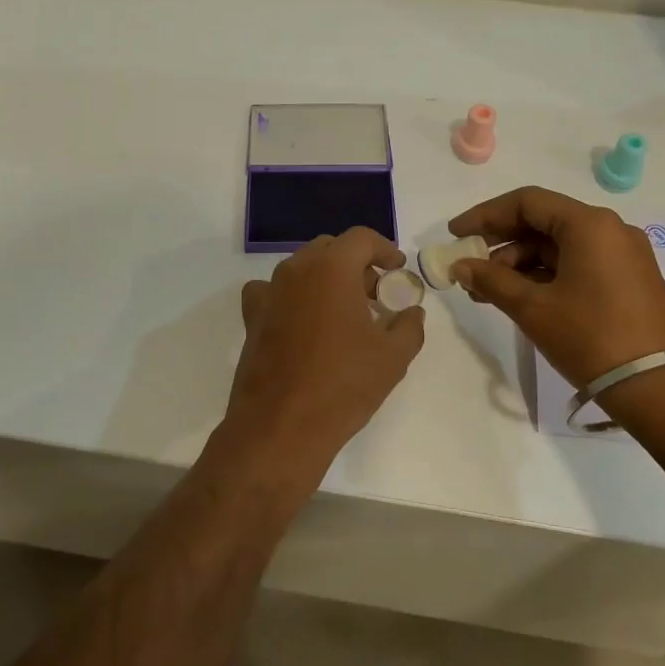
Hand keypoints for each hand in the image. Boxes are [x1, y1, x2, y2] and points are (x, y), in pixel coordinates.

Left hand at [226, 228, 425, 459]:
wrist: (281, 426)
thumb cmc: (343, 385)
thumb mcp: (393, 357)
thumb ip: (409, 326)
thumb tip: (412, 312)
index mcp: (332, 268)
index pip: (361, 238)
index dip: (384, 249)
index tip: (397, 269)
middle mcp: (296, 271)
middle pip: (329, 249)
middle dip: (356, 264)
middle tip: (375, 293)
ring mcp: (269, 293)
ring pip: (302, 269)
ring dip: (326, 279)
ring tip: (344, 311)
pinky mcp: (252, 318)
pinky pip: (274, 292)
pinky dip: (293, 297)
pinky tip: (303, 322)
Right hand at [448, 186, 664, 387]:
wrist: (657, 388)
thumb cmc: (590, 338)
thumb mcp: (533, 308)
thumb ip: (491, 280)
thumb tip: (460, 266)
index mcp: (589, 225)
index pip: (526, 202)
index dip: (485, 216)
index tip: (456, 235)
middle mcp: (610, 230)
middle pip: (543, 222)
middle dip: (501, 244)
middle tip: (469, 268)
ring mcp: (623, 255)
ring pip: (559, 246)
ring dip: (520, 264)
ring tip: (488, 292)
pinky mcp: (628, 279)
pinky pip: (578, 263)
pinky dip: (546, 275)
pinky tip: (520, 297)